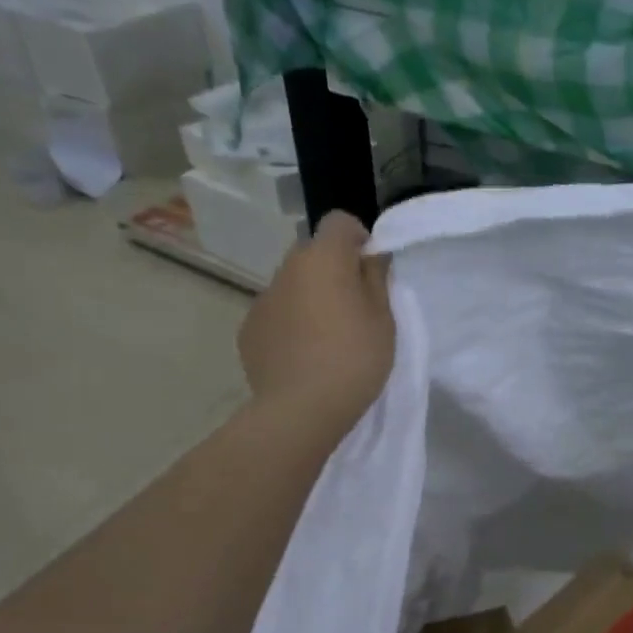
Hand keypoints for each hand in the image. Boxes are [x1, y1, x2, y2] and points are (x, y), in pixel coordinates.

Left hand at [237, 211, 394, 435]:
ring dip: (310, 298)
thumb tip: (370, 256)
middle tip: (354, 308)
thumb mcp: (384, 320)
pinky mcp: (248, 330)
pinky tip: (303, 357)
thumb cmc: (354, 359)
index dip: (358, 239)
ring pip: (292, 286)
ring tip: (327, 339)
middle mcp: (286, 269)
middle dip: (333, 270)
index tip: (371, 269)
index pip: (339, 222)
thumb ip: (377, 279)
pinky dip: (291, 325)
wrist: (301, 409)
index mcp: (323, 259)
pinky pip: (276, 315)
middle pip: (313, 254)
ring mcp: (262, 300)